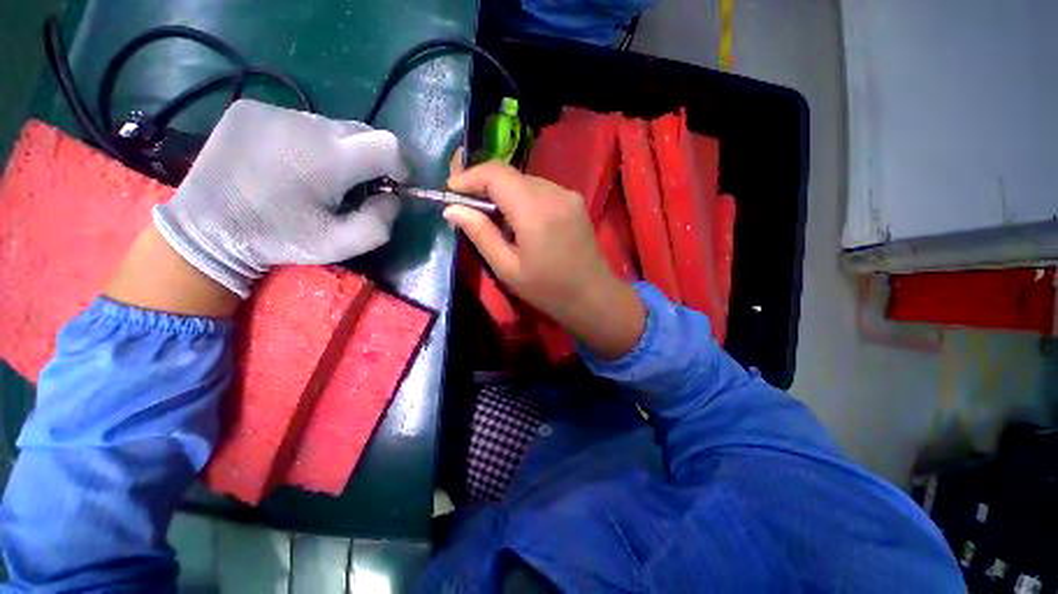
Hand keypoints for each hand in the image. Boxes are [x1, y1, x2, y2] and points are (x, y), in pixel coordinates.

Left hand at [153, 99, 407, 297]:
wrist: (205, 227)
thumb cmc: (278, 239)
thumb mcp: (340, 245)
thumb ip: (380, 223)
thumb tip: (393, 198)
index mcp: (329, 159)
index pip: (388, 145)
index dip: (402, 164)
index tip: (396, 183)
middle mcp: (304, 124)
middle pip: (363, 132)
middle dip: (372, 159)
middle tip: (357, 185)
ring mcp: (274, 110)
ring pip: (333, 126)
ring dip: (340, 150)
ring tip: (319, 175)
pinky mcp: (252, 108)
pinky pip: (301, 121)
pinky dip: (310, 142)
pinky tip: (290, 162)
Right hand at [444, 161, 645, 359]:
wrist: (593, 296)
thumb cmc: (548, 290)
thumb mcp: (507, 268)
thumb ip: (480, 234)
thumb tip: (452, 209)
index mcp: (534, 210)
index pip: (495, 173)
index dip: (468, 176)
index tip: (449, 191)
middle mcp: (553, 192)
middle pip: (509, 175)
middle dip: (483, 186)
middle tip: (467, 208)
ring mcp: (568, 194)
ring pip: (524, 181)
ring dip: (503, 193)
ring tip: (493, 219)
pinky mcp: (575, 200)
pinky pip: (540, 189)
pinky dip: (522, 198)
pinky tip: (519, 221)